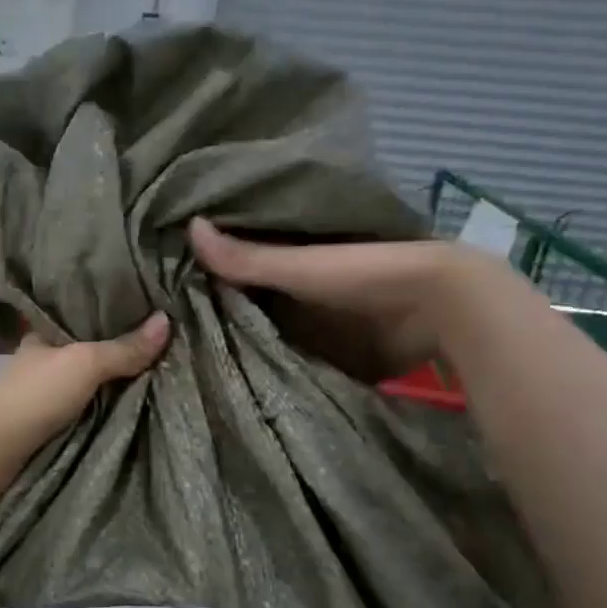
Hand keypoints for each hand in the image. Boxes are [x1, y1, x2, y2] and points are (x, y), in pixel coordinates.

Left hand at [0, 313, 170, 460]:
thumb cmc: (38, 394)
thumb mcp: (86, 363)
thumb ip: (124, 347)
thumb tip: (167, 320)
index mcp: (42, 333)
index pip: (79, 314)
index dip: (108, 310)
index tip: (143, 306)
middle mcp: (42, 358)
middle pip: (87, 347)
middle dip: (117, 346)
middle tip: (160, 338)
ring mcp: (43, 391)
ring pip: (87, 377)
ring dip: (112, 376)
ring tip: (156, 364)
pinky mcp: (49, 419)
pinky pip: (86, 402)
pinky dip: (105, 399)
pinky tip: (131, 396)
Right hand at [188, 217, 515, 380]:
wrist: (439, 308)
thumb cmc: (364, 275)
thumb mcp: (299, 266)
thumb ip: (247, 257)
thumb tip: (187, 226)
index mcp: (293, 258)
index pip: (238, 265)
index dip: (205, 275)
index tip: (167, 291)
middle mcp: (301, 288)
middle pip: (250, 301)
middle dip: (218, 314)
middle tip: (174, 335)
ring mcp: (319, 321)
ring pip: (268, 332)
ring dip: (242, 345)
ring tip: (193, 362)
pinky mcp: (334, 352)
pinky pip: (292, 359)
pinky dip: (271, 367)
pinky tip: (238, 381)